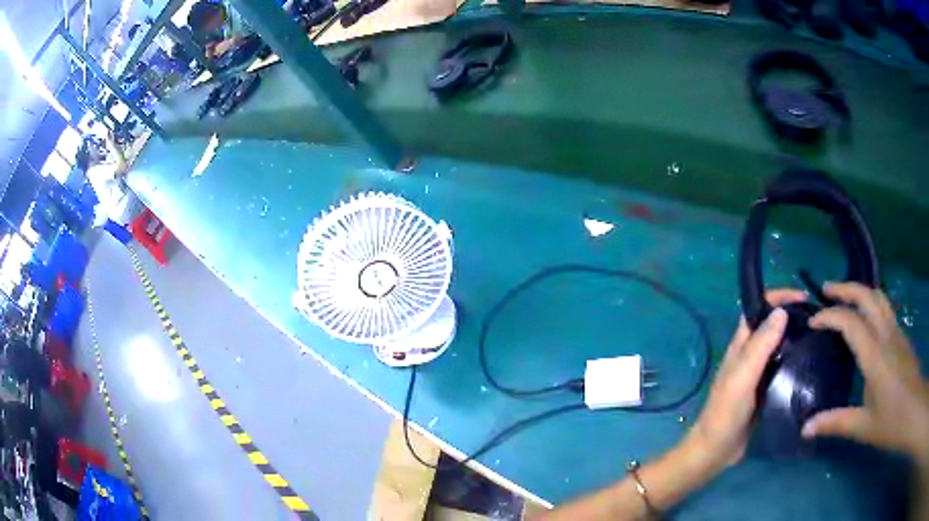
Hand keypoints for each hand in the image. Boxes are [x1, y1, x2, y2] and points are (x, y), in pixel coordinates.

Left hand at [686, 289, 804, 473]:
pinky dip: (796, 359)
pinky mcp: (767, 390)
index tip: (803, 297)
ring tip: (821, 334)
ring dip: (797, 337)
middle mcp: (750, 355)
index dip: (778, 296)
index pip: (759, 308)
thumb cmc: (726, 413)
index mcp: (741, 345)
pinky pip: (784, 367)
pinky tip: (812, 362)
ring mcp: (759, 373)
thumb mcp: (742, 377)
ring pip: (780, 346)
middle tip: (818, 317)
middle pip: (772, 325)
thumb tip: (780, 311)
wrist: (716, 452)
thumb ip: (760, 346)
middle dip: (792, 315)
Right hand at [802, 283, 928, 463]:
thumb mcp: (864, 427)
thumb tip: (806, 428)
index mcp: (875, 355)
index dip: (830, 316)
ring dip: (860, 291)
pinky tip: (866, 319)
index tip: (812, 322)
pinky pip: (885, 308)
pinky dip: (871, 303)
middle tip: (826, 291)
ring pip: (879, 296)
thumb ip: (836, 423)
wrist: (914, 409)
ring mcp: (897, 332)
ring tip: (844, 297)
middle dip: (845, 288)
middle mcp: (886, 334)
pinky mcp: (902, 336)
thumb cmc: (893, 421)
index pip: (851, 322)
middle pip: (867, 295)